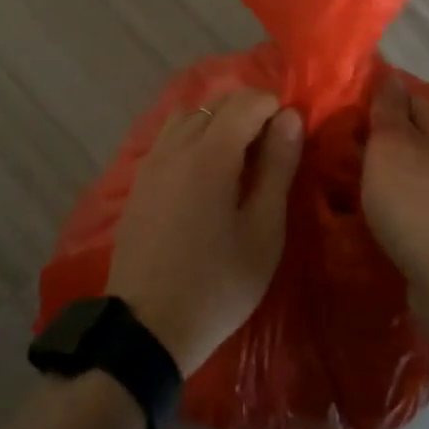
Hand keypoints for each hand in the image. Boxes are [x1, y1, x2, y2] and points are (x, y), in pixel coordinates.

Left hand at [108, 89, 302, 373]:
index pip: (247, 101)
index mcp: (211, 153)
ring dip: (217, 121)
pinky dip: (193, 136)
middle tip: (269, 151)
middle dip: (248, 111)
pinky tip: (204, 174)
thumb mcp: (263, 231)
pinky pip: (170, 137)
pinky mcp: (139, 180)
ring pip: (189, 115)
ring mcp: (152, 161)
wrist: (146, 327)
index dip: (274, 108)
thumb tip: (289, 117)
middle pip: (217, 102)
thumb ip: (277, 167)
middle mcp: (177, 145)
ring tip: (236, 159)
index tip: (289, 139)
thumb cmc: (217, 284)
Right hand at [363, 73, 428, 300]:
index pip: (413, 96)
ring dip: (386, 170)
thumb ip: (388, 109)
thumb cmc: (415, 202)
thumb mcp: (391, 145)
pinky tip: (372, 210)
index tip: (346, 106)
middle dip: (381, 135)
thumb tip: (389, 75)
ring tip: (348, 177)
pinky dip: (394, 199)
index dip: (380, 96)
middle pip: (414, 134)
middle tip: (340, 144)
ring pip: (414, 169)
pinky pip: (415, 200)